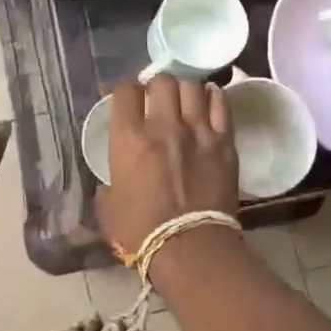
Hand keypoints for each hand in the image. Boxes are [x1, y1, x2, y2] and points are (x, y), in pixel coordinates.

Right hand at [96, 75, 238, 259]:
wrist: (191, 249)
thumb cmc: (142, 232)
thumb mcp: (108, 208)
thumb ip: (107, 184)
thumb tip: (109, 183)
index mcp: (129, 138)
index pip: (125, 90)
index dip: (124, 89)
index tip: (126, 98)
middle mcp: (163, 125)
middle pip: (161, 80)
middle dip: (156, 85)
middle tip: (156, 99)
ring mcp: (197, 130)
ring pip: (192, 85)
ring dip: (184, 89)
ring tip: (183, 99)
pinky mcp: (224, 141)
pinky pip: (221, 102)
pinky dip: (213, 96)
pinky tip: (208, 100)